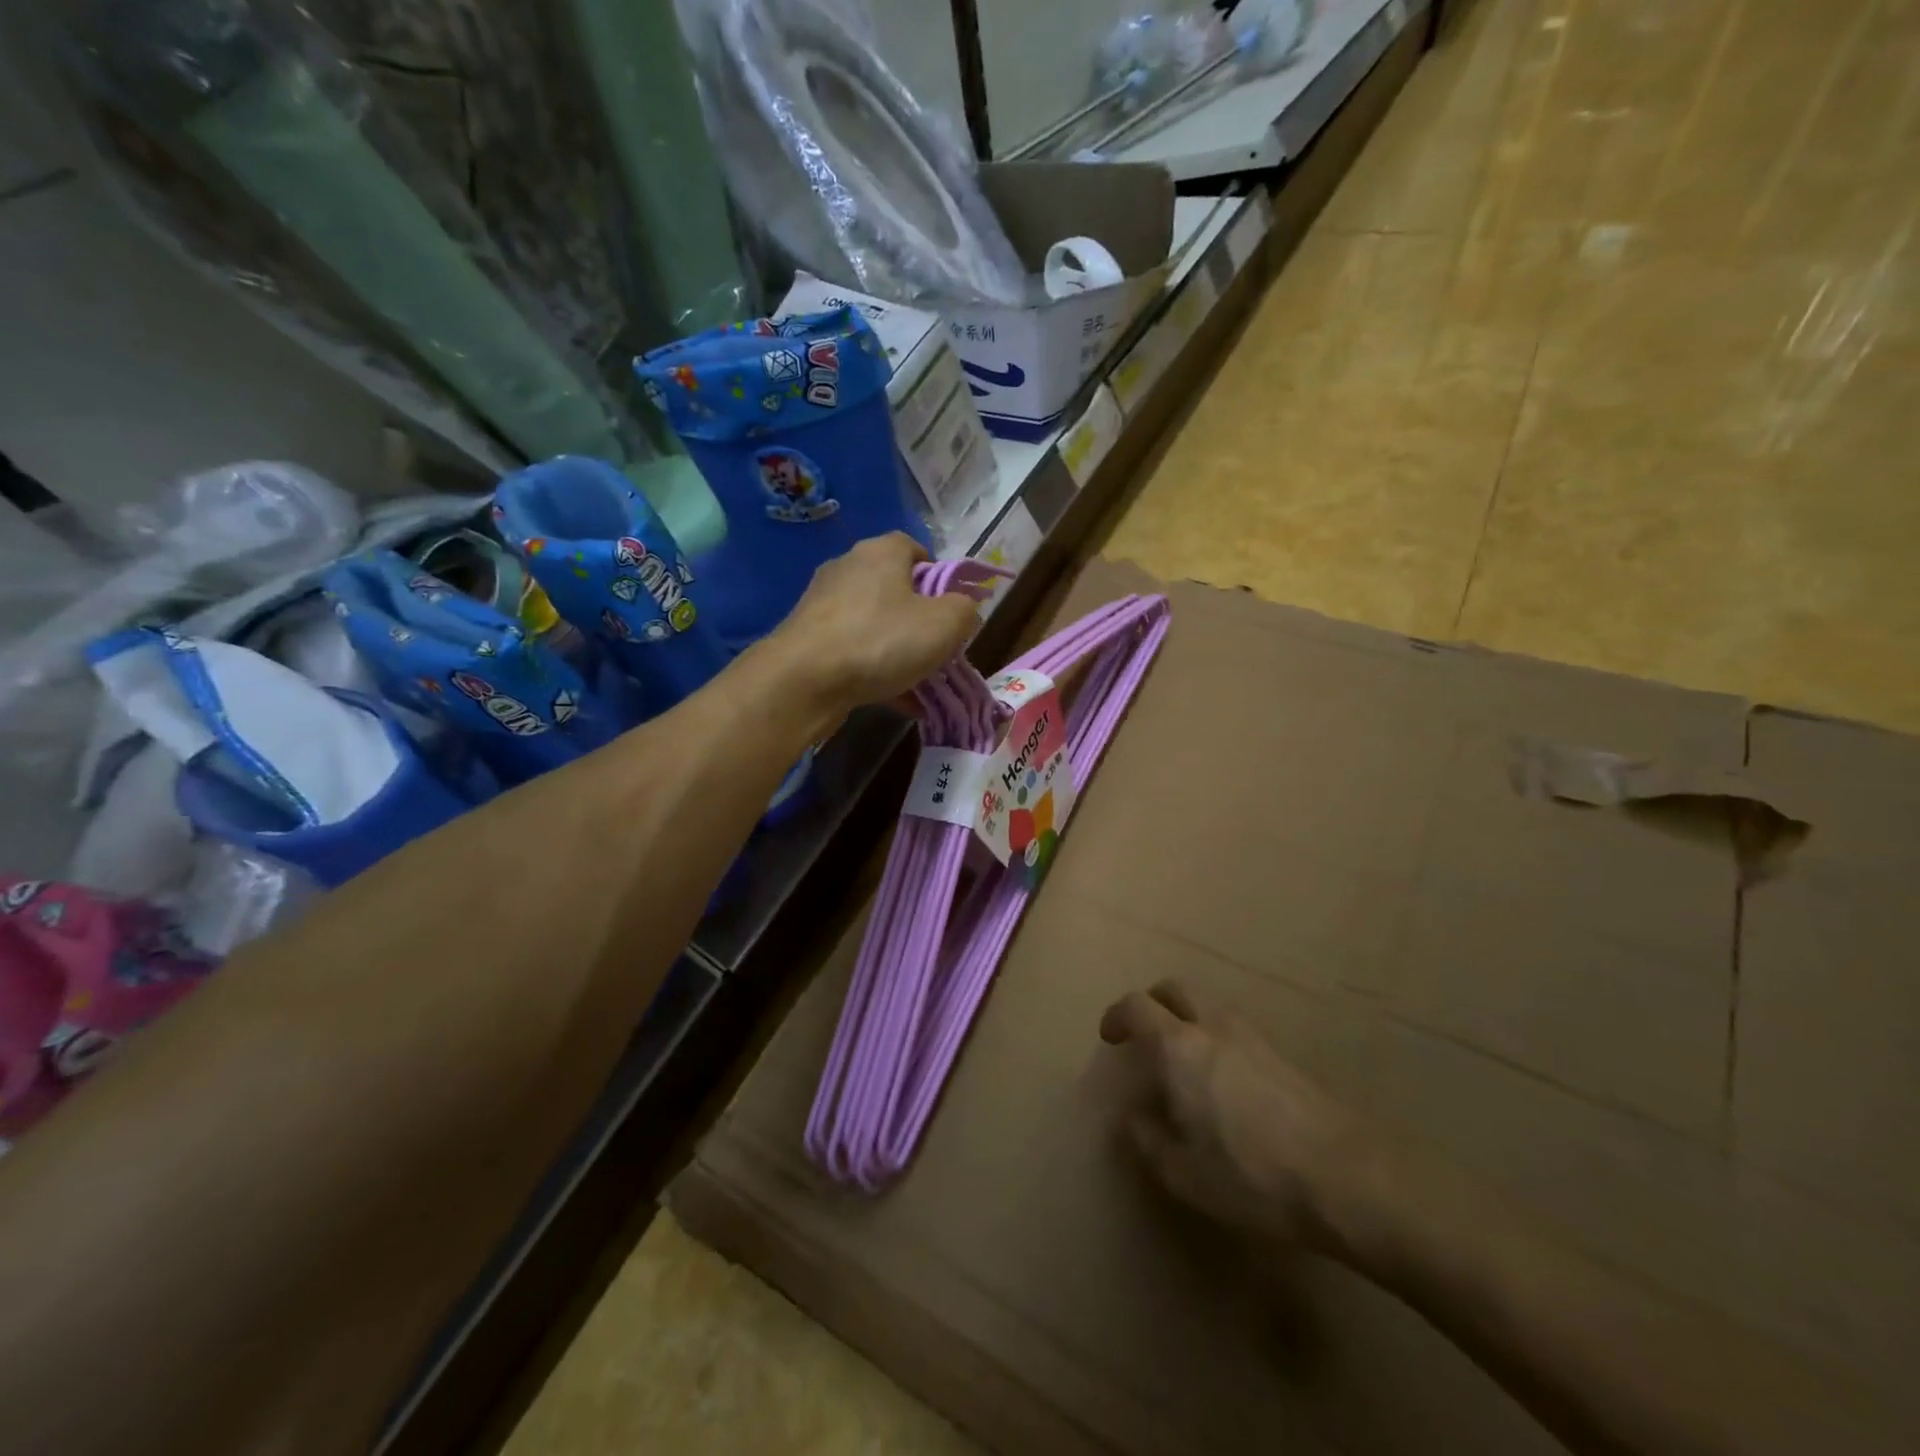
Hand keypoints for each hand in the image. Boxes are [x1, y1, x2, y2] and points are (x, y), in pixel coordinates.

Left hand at [770, 533, 979, 714]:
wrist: (802, 681)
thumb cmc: (880, 641)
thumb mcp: (944, 624)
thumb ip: (965, 609)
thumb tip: (963, 607)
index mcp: (881, 552)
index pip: (916, 549)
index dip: (940, 577)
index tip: (952, 610)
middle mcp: (848, 568)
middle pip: (895, 589)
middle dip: (919, 619)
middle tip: (937, 649)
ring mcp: (823, 603)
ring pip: (874, 624)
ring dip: (897, 650)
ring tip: (918, 683)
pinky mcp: (808, 637)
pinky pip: (853, 650)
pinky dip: (874, 670)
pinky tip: (893, 699)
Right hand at [1100, 980, 1374, 1256]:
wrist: (1348, 1178)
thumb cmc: (1253, 1175)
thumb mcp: (1185, 1174)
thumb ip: (1149, 1140)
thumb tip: (1132, 1117)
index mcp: (1179, 1047)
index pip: (1136, 1007)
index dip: (1116, 1016)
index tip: (1109, 1038)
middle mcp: (1213, 1027)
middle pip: (1174, 988)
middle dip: (1152, 1002)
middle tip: (1143, 1033)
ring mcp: (1252, 1036)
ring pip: (1208, 1005)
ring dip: (1186, 1017)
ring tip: (1182, 1059)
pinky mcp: (1282, 1055)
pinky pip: (1233, 1028)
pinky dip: (1214, 1036)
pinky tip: (1222, 1079)